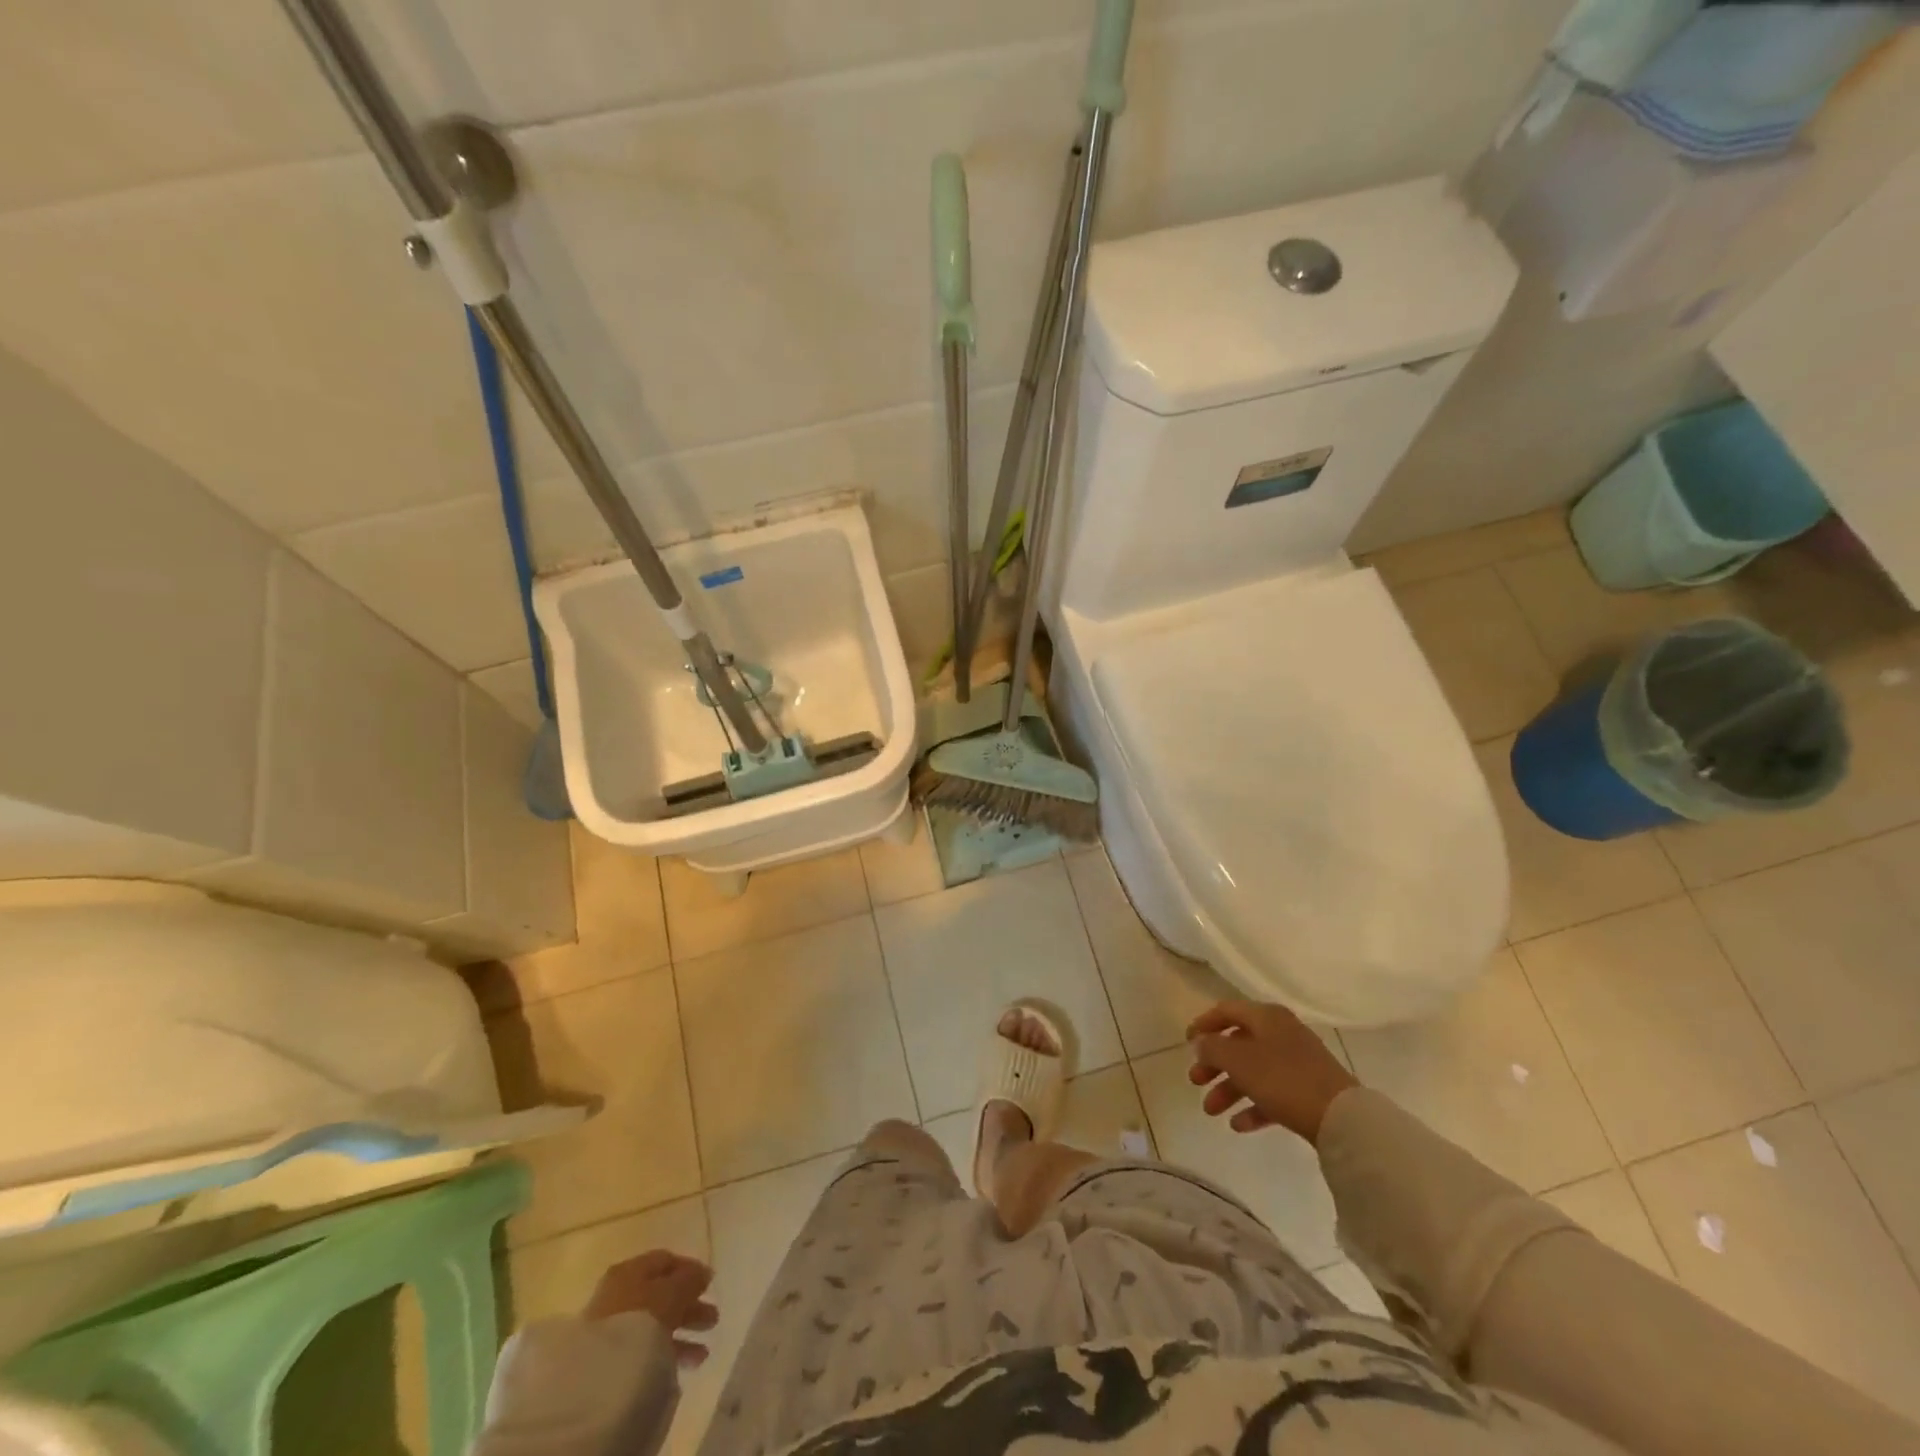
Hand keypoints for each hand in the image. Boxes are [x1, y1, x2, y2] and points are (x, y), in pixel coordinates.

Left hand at [584, 1250, 718, 1366]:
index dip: (690, 1269)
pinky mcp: (610, 1361)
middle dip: (690, 1306)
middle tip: (713, 1318)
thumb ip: (690, 1278)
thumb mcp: (672, 1291)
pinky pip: (646, 1349)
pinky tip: (684, 1365)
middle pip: (662, 1293)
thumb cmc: (640, 1319)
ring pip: (656, 1323)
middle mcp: (619, 1294)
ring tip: (704, 1352)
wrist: (598, 1378)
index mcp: (630, 1270)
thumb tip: (702, 1273)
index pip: (665, 1260)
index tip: (710, 1283)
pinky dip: (667, 1352)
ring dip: (682, 1333)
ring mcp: (612, 1328)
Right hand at [1186, 1000, 1358, 1145]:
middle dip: (1214, 1063)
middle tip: (1195, 1081)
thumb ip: (1213, 1048)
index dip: (1204, 1024)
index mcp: (1266, 1017)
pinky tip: (1238, 1125)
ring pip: (1253, 1070)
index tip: (1186, 1042)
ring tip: (1211, 1111)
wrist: (1341, 1118)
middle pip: (1238, 1043)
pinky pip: (1272, 1093)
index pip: (1226, 1011)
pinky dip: (1253, 1106)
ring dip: (1229, 1089)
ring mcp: (1297, 1062)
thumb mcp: (1239, 1060)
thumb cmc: (1283, 1079)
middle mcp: (1281, 1033)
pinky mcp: (1308, 1090)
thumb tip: (1201, 1042)